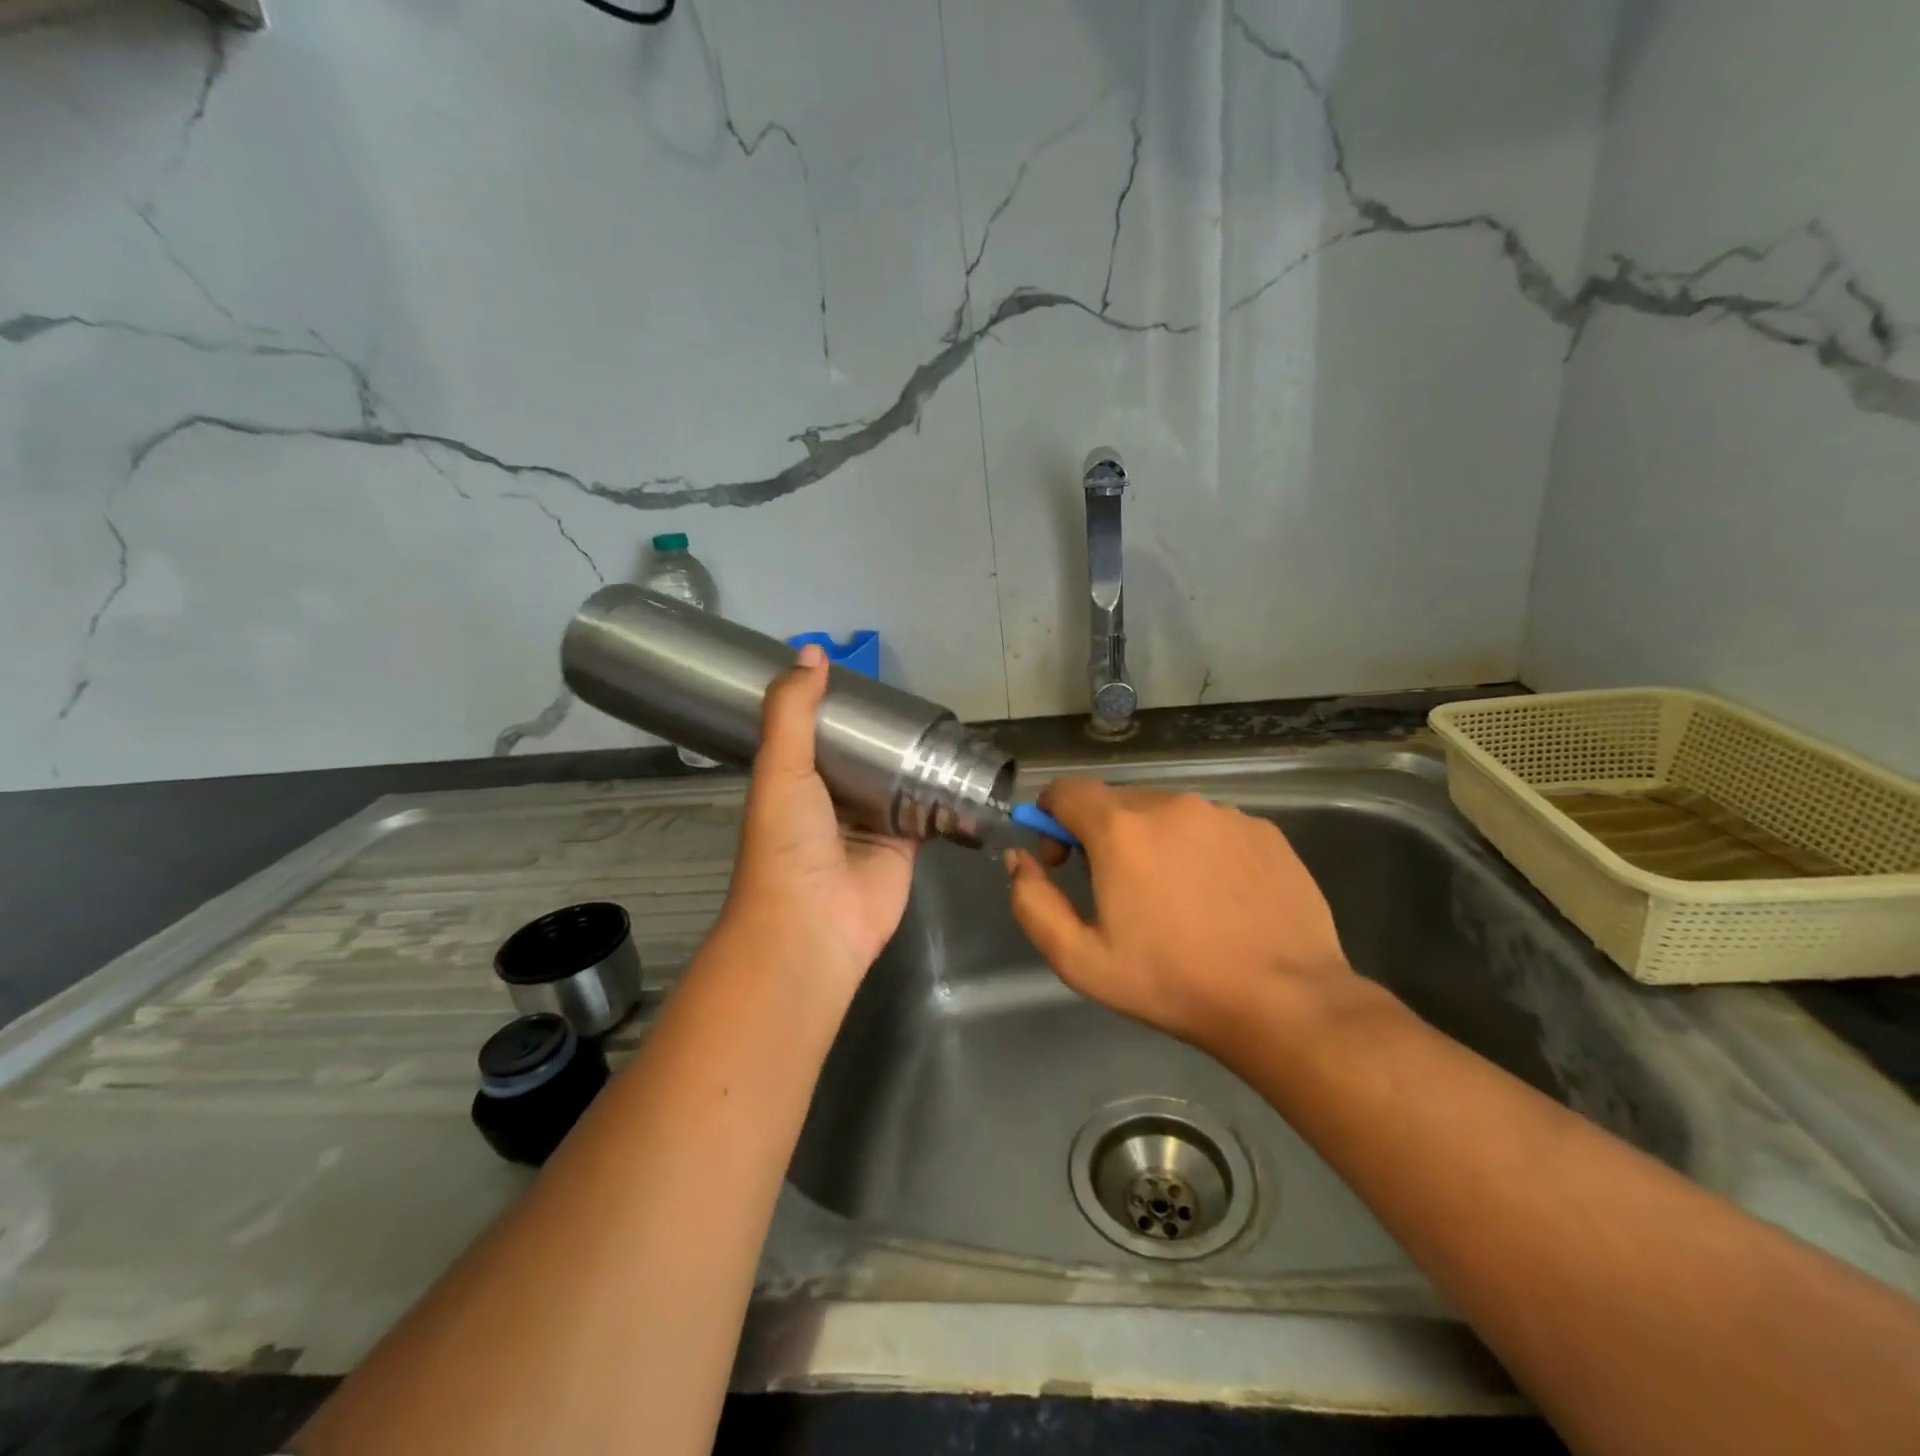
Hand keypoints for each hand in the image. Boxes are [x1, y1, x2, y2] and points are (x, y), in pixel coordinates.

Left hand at [716, 644, 917, 998]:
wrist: (813, 925)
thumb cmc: (788, 842)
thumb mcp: (780, 767)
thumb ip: (792, 711)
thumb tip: (811, 652)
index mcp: (796, 780)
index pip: (819, 733)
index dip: (838, 707)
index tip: (866, 678)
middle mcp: (834, 800)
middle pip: (865, 757)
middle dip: (885, 733)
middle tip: (916, 698)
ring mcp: (872, 823)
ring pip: (899, 781)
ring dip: (918, 759)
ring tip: (947, 723)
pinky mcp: (906, 844)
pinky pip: (928, 811)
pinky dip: (945, 794)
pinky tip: (965, 767)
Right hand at [1005, 779, 1352, 1047]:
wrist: (1284, 1002)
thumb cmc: (1172, 983)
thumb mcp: (1080, 959)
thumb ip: (1032, 902)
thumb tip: (1019, 859)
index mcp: (1122, 829)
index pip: (1067, 790)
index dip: (1051, 818)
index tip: (1060, 858)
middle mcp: (1172, 804)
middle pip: (1116, 801)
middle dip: (1101, 835)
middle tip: (1116, 889)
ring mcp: (1224, 814)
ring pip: (1166, 812)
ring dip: (1152, 841)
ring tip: (1173, 899)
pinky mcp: (1264, 831)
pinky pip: (1211, 827)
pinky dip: (1199, 849)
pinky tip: (1217, 897)